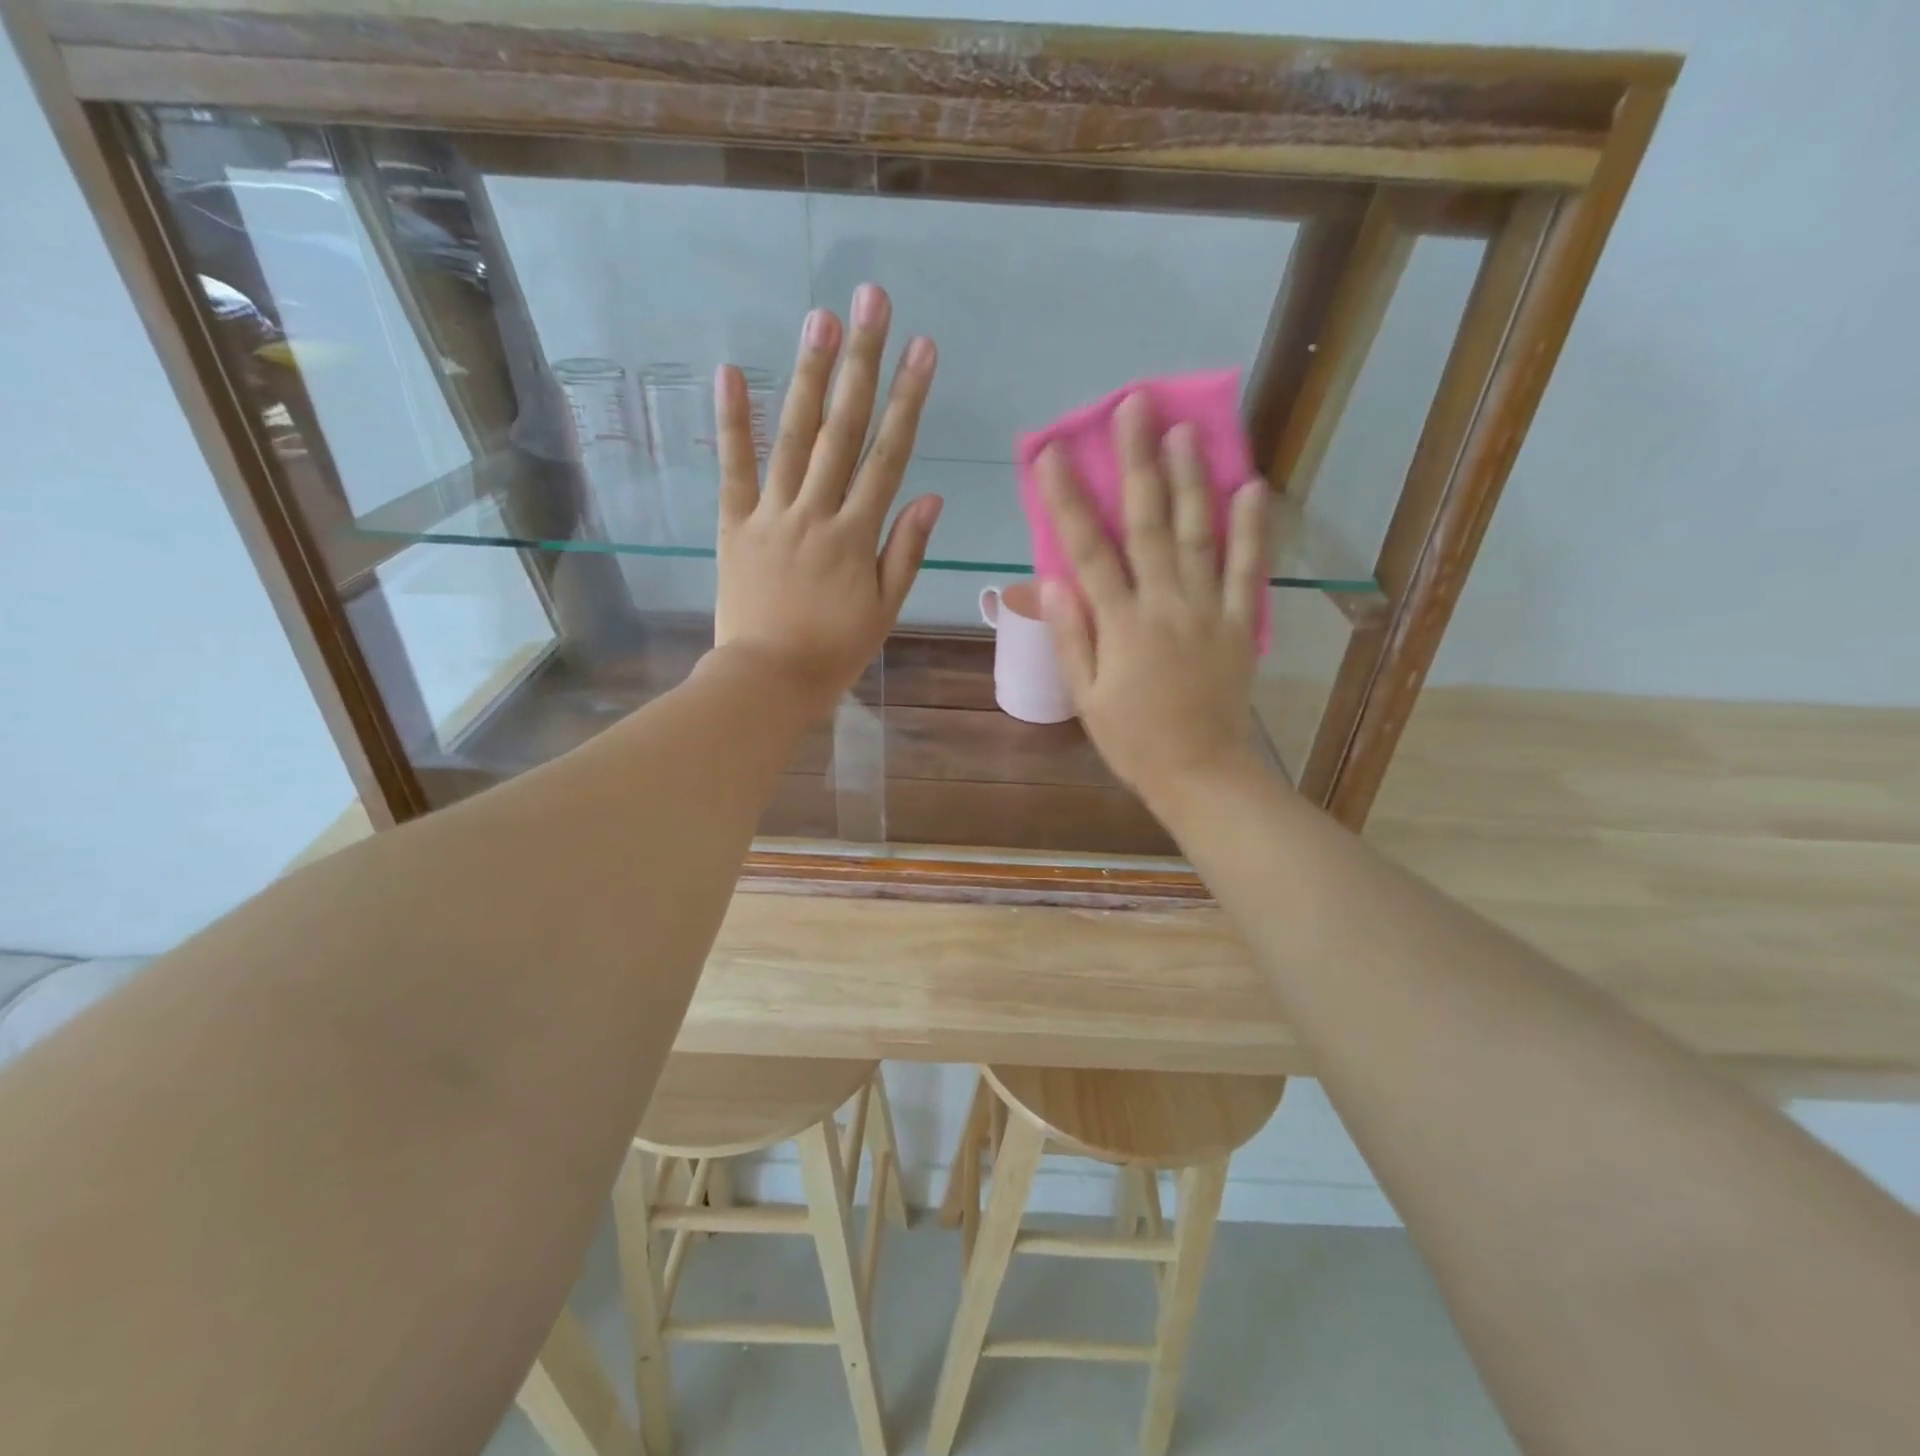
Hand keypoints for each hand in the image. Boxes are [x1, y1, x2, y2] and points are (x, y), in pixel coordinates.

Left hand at [712, 284, 940, 717]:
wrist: (768, 679)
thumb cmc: (834, 650)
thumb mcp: (884, 609)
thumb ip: (905, 551)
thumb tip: (930, 496)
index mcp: (856, 534)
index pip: (888, 455)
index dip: (907, 399)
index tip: (922, 348)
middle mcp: (815, 511)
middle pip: (843, 429)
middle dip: (860, 362)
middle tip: (870, 301)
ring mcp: (771, 514)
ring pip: (794, 437)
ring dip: (808, 375)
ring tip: (820, 318)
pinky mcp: (733, 523)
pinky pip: (733, 468)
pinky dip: (732, 422)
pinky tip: (733, 371)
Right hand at [1038, 391, 1268, 807]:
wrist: (1200, 772)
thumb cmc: (1132, 740)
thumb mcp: (1086, 696)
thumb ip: (1072, 636)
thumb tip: (1052, 581)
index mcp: (1121, 625)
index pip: (1088, 550)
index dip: (1068, 498)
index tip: (1052, 452)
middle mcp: (1165, 605)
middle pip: (1148, 524)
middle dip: (1137, 462)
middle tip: (1134, 406)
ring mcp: (1209, 611)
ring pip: (1199, 534)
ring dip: (1191, 479)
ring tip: (1185, 429)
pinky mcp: (1241, 624)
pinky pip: (1249, 571)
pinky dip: (1252, 530)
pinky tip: (1251, 487)